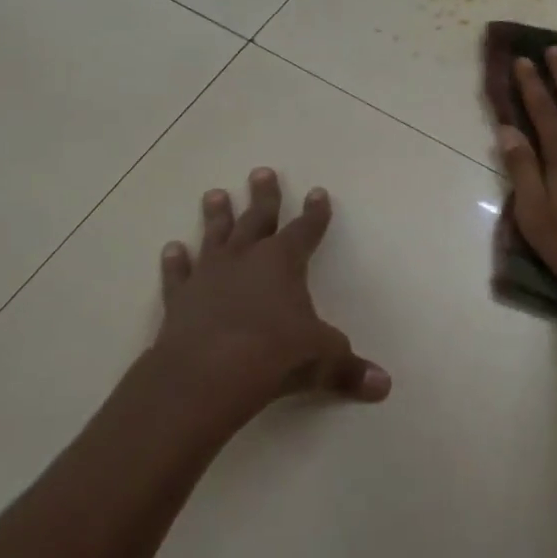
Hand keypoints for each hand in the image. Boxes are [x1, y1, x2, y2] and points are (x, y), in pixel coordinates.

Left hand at [153, 169, 390, 416]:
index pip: (305, 230)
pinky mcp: (180, 298)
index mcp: (283, 263)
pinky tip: (171, 249)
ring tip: (215, 194)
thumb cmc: (273, 355)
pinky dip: (175, 262)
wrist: (207, 374)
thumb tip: (384, 386)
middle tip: (261, 172)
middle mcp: (245, 259)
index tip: (318, 192)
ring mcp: (209, 275)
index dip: (315, 213)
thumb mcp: (321, 359)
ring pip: (214, 236)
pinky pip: (178, 274)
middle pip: (257, 219)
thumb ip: (349, 369)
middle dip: (264, 197)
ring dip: (217, 216)